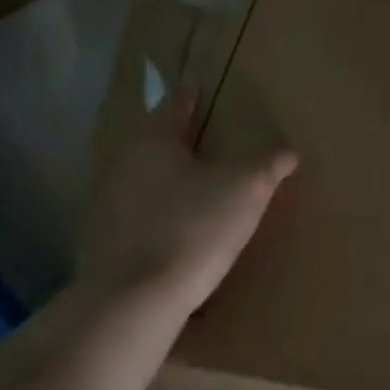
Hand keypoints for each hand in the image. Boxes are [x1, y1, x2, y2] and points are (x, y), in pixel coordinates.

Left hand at [78, 93, 297, 314]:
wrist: (133, 300)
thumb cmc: (194, 228)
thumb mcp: (247, 189)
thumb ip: (269, 163)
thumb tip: (288, 149)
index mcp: (153, 142)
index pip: (174, 106)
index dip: (190, 97)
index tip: (198, 89)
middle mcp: (122, 165)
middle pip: (155, 144)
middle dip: (179, 141)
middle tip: (205, 140)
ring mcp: (105, 206)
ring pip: (143, 181)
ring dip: (166, 181)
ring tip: (194, 189)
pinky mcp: (100, 243)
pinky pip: (135, 217)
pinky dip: (155, 216)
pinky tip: (175, 232)